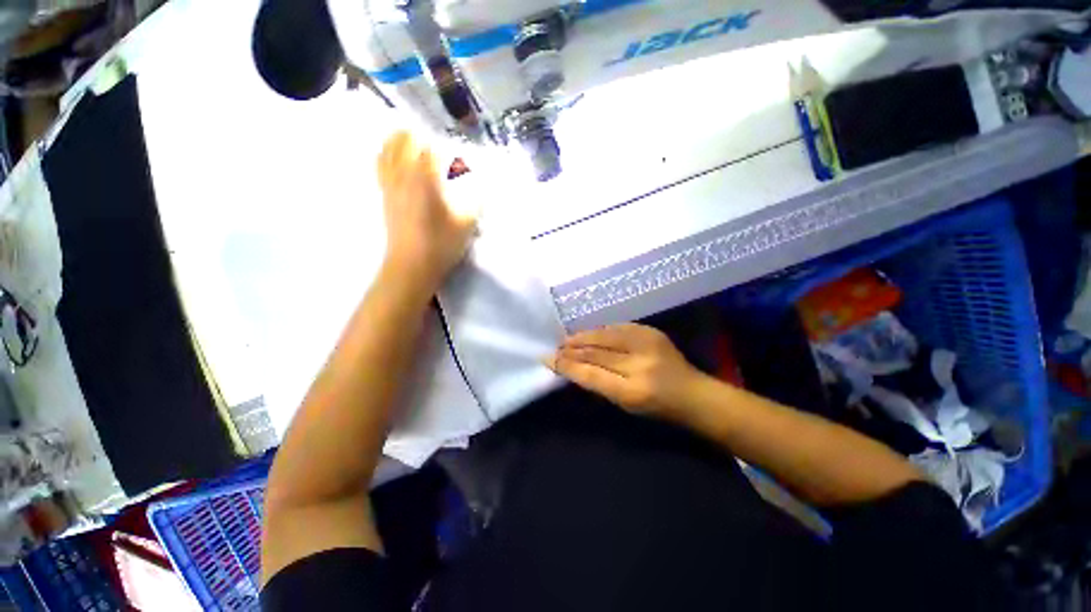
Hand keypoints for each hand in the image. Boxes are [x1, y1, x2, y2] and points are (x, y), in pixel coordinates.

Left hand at [377, 131, 476, 290]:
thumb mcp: (467, 223)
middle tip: (436, 142)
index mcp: (425, 178)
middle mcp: (403, 174)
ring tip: (413, 140)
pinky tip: (395, 158)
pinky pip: (380, 164)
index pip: (432, 148)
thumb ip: (475, 201)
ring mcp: (390, 184)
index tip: (455, 151)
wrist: (412, 265)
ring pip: (388, 149)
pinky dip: (387, 153)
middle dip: (421, 136)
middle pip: (405, 140)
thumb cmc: (441, 244)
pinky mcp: (384, 195)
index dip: (445, 146)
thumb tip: (480, 186)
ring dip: (400, 139)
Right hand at [546, 323, 701, 417]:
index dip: (567, 366)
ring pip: (604, 336)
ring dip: (582, 337)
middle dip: (571, 350)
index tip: (548, 360)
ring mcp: (647, 344)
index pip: (590, 374)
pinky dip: (599, 331)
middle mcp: (639, 365)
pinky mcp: (651, 331)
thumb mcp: (626, 405)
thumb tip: (572, 367)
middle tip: (555, 348)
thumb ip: (599, 384)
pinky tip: (588, 333)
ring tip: (567, 339)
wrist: (694, 393)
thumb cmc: (658, 408)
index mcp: (633, 391)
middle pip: (595, 353)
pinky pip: (617, 328)